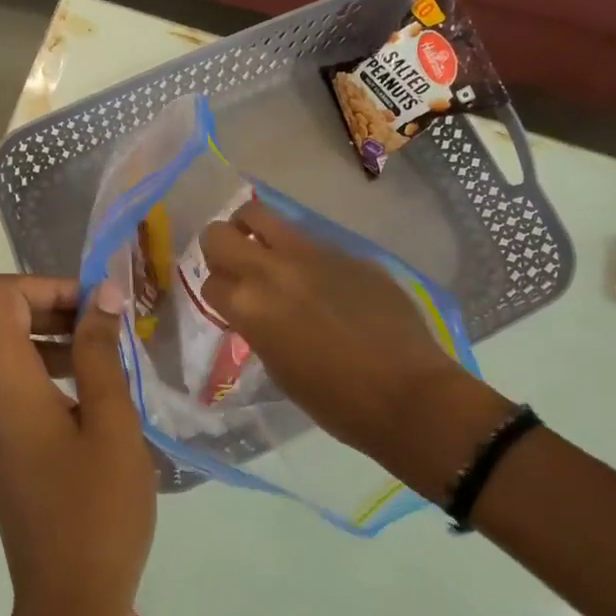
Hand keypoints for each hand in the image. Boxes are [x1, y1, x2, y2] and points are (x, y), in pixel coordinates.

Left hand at [0, 275, 155, 615]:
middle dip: (57, 308)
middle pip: (3, 321)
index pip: (1, 296)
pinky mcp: (1, 450)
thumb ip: (100, 351)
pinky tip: (98, 398)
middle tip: (113, 325)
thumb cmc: (97, 509)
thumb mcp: (110, 421)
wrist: (68, 603)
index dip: (49, 285)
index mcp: (1, 384)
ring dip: (58, 341)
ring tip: (113, 358)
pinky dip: (52, 375)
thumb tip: (101, 296)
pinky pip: (17, 389)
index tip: (98, 305)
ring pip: (12, 355)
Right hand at [198, 200, 505, 469]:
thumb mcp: (277, 367)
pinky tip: (325, 283)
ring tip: (270, 258)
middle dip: (219, 249)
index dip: (218, 294)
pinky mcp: (347, 251)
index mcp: (249, 306)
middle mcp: (272, 269)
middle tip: (236, 268)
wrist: (407, 393)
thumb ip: (257, 325)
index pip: (209, 282)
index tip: (229, 305)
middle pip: (218, 234)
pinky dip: (303, 255)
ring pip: (261, 215)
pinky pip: (310, 241)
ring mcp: (312, 253)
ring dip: (254, 233)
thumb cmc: (334, 400)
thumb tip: (257, 308)